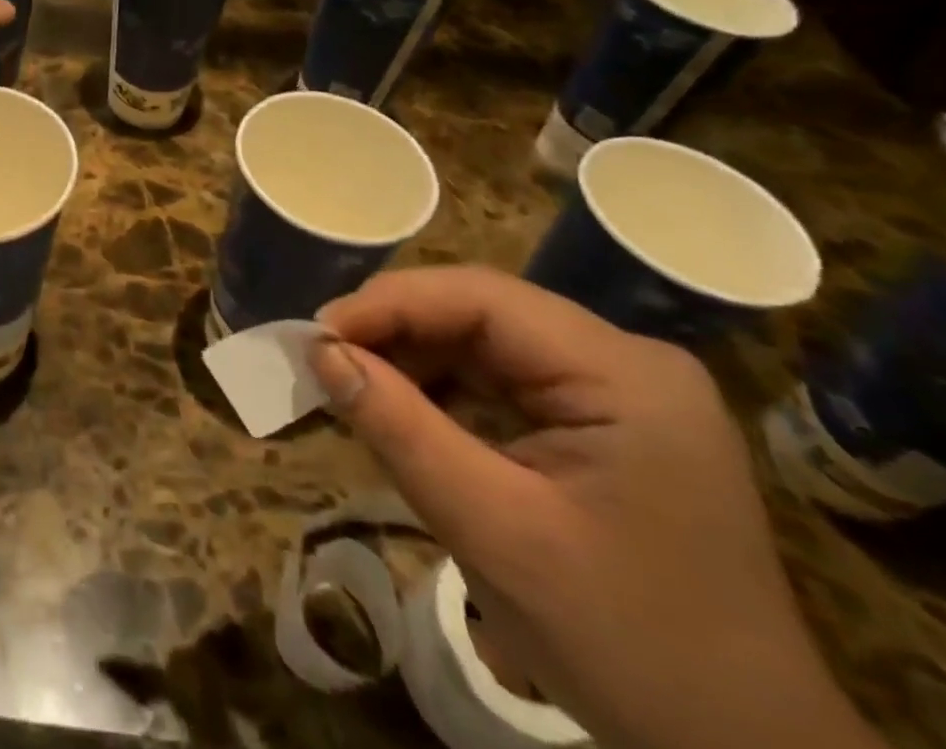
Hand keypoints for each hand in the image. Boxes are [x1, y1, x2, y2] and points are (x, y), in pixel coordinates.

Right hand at [310, 267, 880, 748]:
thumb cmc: (627, 646)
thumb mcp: (495, 533)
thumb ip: (401, 430)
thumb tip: (320, 353)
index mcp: (623, 374)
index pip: (482, 299)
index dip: (390, 304)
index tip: (317, 335)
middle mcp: (625, 361)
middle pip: (483, 315)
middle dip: (397, 333)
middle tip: (325, 361)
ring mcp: (618, 390)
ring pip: (486, 343)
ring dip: (414, 361)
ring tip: (353, 388)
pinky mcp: (603, 421)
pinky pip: (503, 381)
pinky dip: (445, 392)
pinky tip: (406, 415)